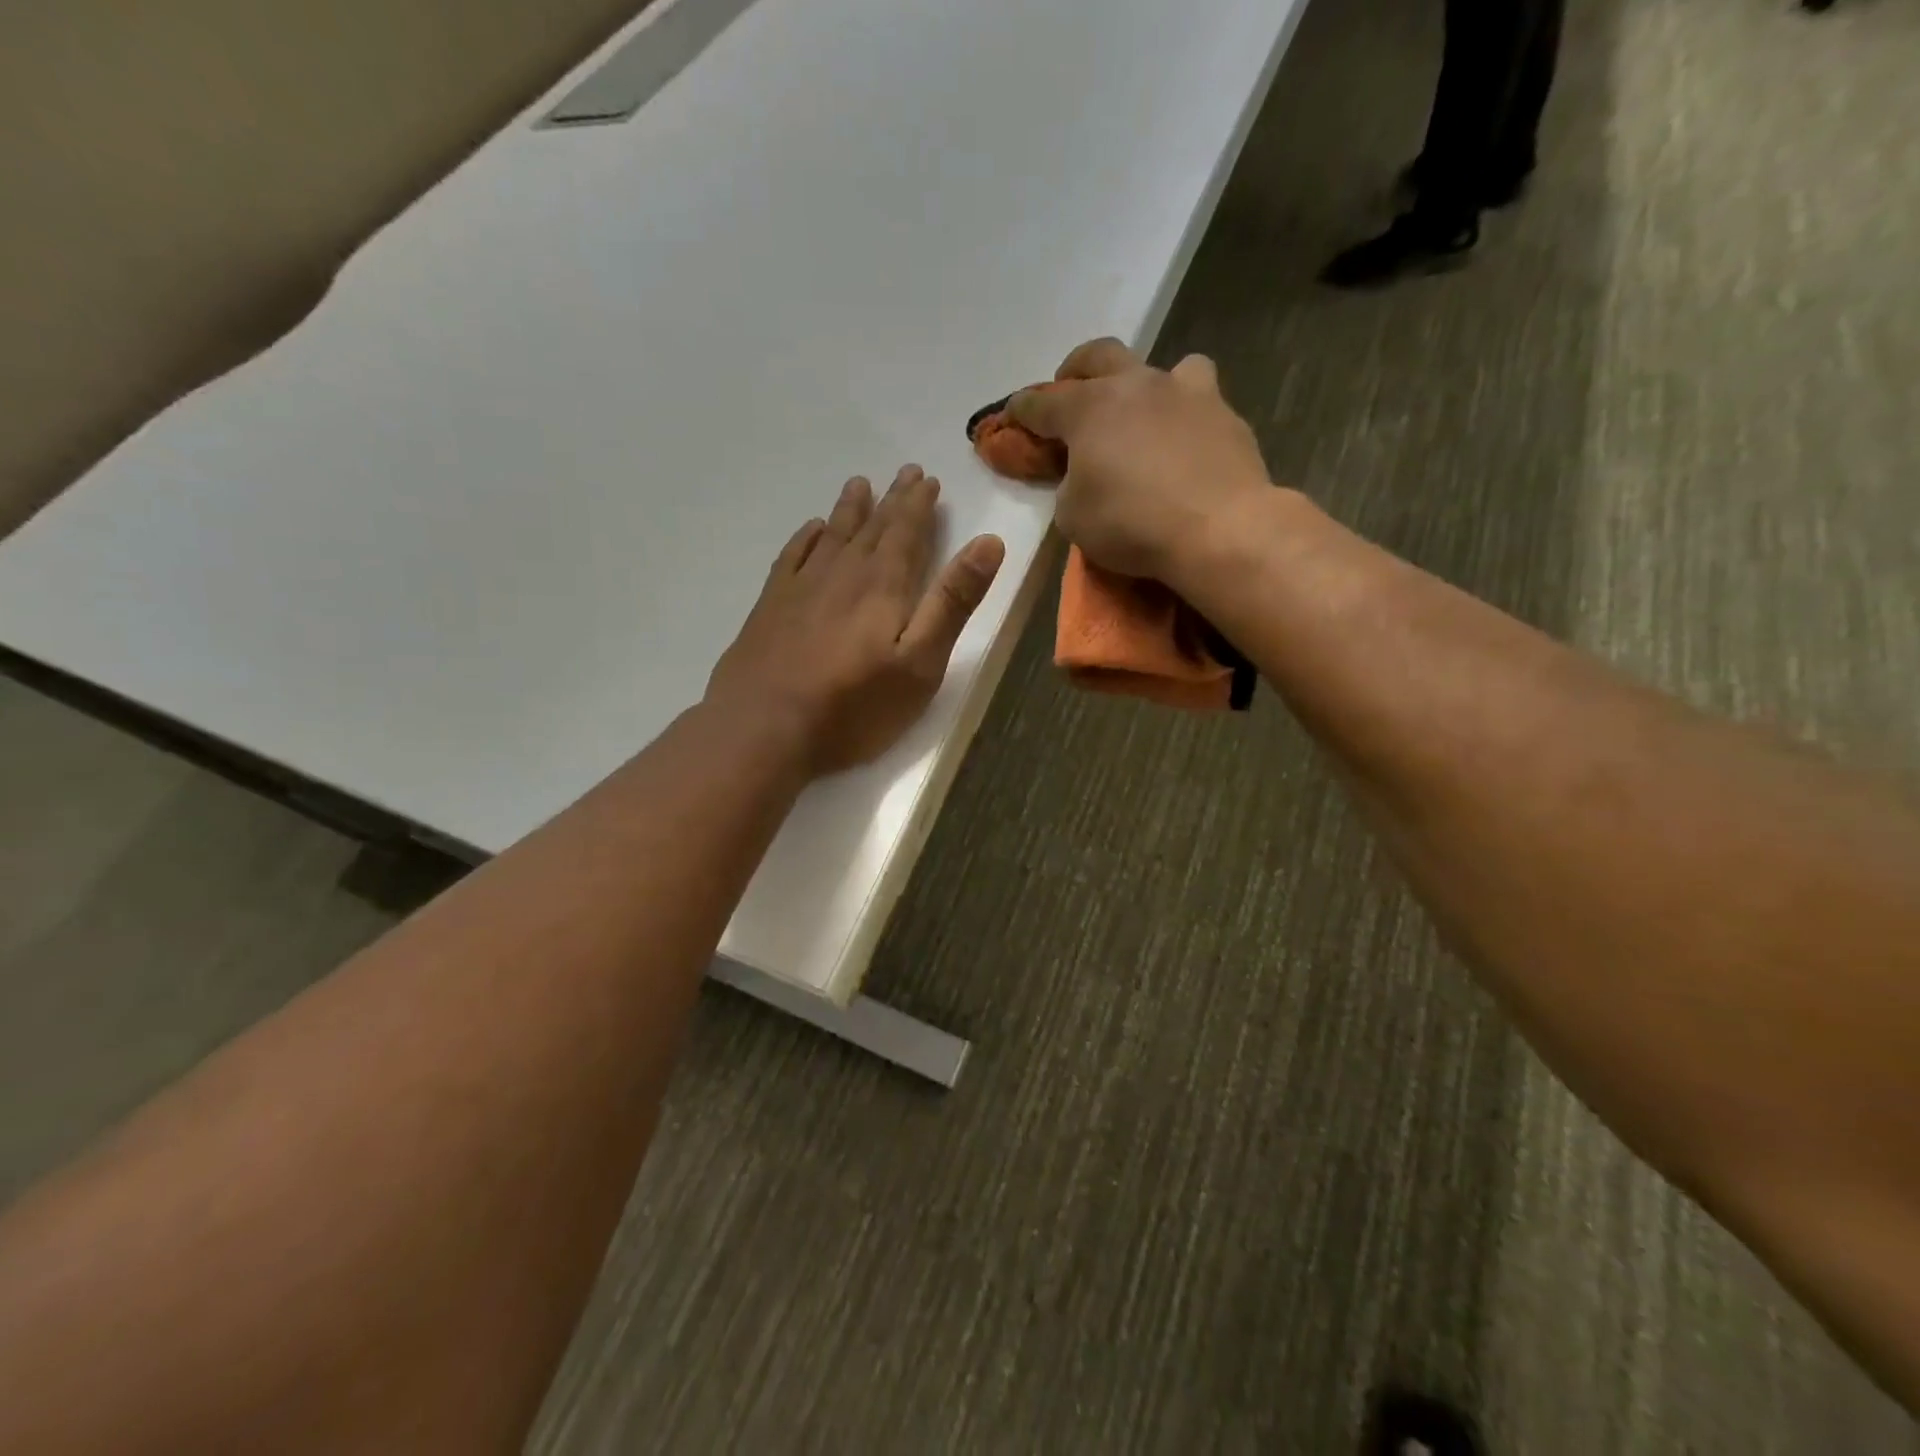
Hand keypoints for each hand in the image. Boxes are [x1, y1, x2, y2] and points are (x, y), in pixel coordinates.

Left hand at [705, 466, 1005, 775]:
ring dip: (850, 509)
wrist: (763, 728)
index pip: (908, 532)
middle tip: (905, 472)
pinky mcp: (771, 606)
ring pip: (832, 534)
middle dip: (893, 500)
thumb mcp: (920, 663)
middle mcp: (842, 573)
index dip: (920, 505)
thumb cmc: (854, 705)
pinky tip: (810, 530)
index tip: (928, 480)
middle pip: (872, 526)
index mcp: (883, 585)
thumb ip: (953, 603)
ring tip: (860, 485)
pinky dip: (806, 537)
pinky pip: (792, 556)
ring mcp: (801, 587)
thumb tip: (989, 542)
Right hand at [1007, 338, 1271, 581]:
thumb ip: (1069, 487)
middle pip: (1098, 355)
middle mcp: (1134, 385)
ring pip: (1159, 366)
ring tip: (1141, 414)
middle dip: (1075, 370)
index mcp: (1088, 409)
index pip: (1041, 403)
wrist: (1220, 528)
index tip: (1011, 416)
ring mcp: (1184, 392)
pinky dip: (1184, 413)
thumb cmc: (1132, 523)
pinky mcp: (1224, 413)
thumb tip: (1082, 476)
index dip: (1021, 411)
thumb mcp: (1074, 517)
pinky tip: (1185, 440)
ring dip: (1141, 385)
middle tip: (1069, 390)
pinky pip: (1199, 397)